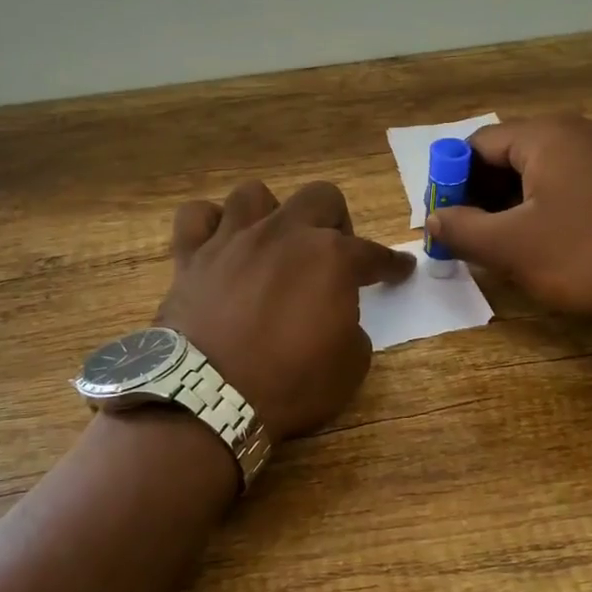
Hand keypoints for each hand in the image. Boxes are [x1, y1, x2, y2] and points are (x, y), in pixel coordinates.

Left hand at [157, 180, 413, 441]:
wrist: (212, 397)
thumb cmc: (290, 384)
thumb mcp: (350, 365)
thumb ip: (351, 326)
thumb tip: (336, 315)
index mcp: (331, 258)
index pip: (374, 253)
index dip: (391, 264)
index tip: (400, 270)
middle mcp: (283, 234)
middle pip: (320, 197)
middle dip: (335, 221)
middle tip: (331, 256)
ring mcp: (232, 240)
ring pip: (254, 194)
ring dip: (271, 214)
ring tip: (272, 245)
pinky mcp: (190, 256)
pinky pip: (197, 216)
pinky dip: (210, 224)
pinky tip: (219, 243)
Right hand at [425, 114, 591, 330]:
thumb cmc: (589, 256)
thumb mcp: (512, 248)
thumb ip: (461, 229)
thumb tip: (432, 217)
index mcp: (547, 135)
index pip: (478, 144)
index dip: (452, 180)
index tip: (447, 220)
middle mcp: (583, 130)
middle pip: (513, 153)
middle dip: (484, 193)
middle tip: (475, 235)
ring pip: (547, 169)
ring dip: (518, 202)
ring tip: (511, 244)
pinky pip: (579, 182)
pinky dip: (554, 204)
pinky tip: (558, 241)